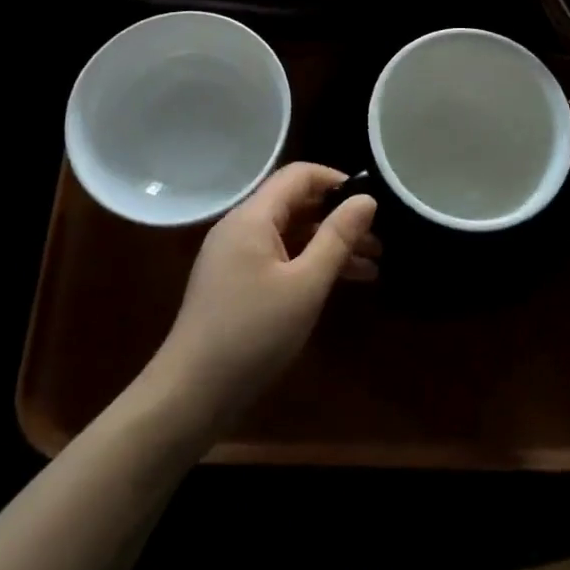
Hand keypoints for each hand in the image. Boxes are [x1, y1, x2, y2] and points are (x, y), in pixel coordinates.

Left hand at [151, 163, 378, 430]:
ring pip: (291, 234)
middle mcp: (240, 227)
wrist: (191, 394)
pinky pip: (279, 257)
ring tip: (372, 265)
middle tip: (379, 239)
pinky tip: (341, 283)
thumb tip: (367, 200)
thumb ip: (337, 237)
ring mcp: (235, 255)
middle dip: (338, 217)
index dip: (337, 181)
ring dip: (329, 244)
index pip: (299, 175)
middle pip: (296, 203)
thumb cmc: (253, 333)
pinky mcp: (235, 282)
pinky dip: (309, 263)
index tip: (371, 203)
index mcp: (252, 217)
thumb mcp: (306, 285)